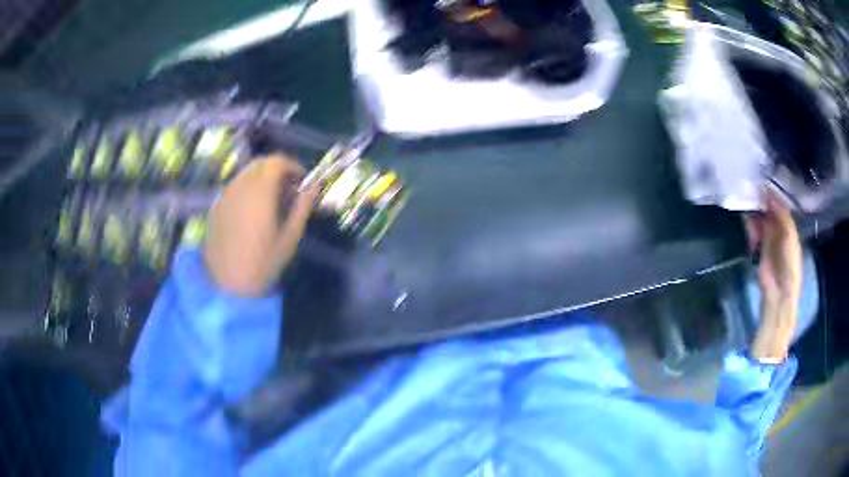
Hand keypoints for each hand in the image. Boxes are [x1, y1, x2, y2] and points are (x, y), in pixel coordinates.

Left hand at [204, 155, 315, 296]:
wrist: (226, 285)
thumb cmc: (262, 264)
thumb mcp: (289, 239)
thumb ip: (302, 208)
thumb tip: (313, 186)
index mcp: (260, 192)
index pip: (276, 161)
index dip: (292, 165)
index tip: (300, 180)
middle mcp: (240, 187)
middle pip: (260, 164)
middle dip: (276, 170)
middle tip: (287, 190)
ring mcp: (225, 196)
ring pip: (245, 174)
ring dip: (260, 179)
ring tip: (269, 202)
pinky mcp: (216, 207)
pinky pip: (234, 188)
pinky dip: (247, 190)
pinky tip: (251, 213)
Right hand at [744, 190, 802, 360]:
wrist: (779, 293)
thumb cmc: (789, 266)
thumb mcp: (789, 238)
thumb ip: (782, 217)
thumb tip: (769, 195)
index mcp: (790, 228)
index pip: (782, 207)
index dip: (774, 196)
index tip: (763, 184)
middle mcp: (780, 231)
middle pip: (771, 212)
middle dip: (762, 203)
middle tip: (752, 192)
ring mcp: (770, 240)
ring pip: (762, 221)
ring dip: (755, 214)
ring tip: (748, 205)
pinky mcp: (760, 249)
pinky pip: (755, 232)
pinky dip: (751, 227)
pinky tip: (748, 221)